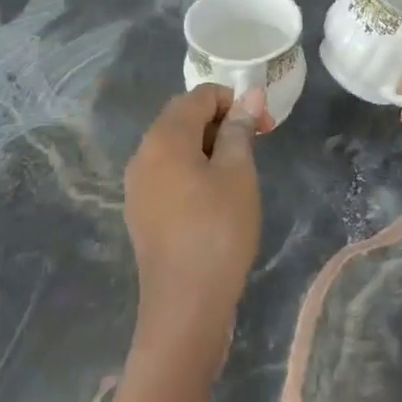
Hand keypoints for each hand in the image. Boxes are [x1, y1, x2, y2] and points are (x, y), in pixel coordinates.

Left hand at [123, 84, 264, 373]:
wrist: (184, 307)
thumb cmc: (218, 231)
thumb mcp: (238, 173)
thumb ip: (240, 129)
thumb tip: (249, 95)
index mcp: (164, 137)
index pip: (199, 95)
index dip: (234, 101)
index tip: (264, 126)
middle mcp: (143, 153)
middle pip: (183, 117)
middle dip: (222, 122)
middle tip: (256, 145)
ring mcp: (137, 184)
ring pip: (175, 146)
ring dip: (208, 146)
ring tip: (239, 172)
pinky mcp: (141, 211)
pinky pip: (168, 172)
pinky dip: (193, 169)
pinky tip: (215, 196)